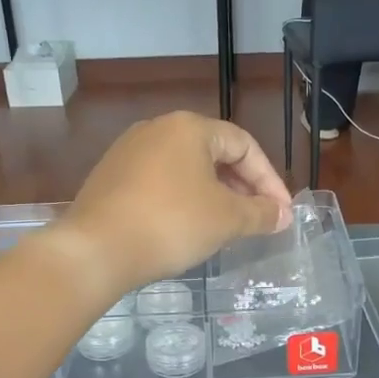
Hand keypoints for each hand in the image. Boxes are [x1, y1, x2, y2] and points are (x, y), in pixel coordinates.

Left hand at [53, 112, 292, 300]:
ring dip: (213, 195)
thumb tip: (283, 215)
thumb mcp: (226, 219)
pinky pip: (159, 183)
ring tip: (226, 226)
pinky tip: (186, 228)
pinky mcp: (110, 177)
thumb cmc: (171, 224)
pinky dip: (182, 200)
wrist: (95, 249)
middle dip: (242, 187)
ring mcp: (128, 152)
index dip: (269, 180)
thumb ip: (260, 213)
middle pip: (214, 154)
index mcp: (189, 127)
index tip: (281, 213)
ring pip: (185, 169)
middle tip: (257, 219)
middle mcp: (157, 129)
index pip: (244, 145)